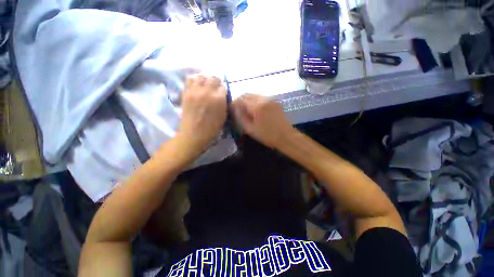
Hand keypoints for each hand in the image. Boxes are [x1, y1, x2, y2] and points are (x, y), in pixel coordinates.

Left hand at [177, 75, 226, 155]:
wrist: (193, 134)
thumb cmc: (212, 129)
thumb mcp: (223, 117)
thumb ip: (224, 104)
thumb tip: (223, 96)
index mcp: (218, 99)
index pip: (223, 87)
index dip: (224, 90)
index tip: (223, 94)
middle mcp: (207, 91)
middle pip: (213, 78)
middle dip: (217, 82)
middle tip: (216, 88)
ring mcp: (195, 91)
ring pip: (202, 76)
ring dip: (206, 79)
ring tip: (207, 85)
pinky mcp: (186, 93)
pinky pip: (190, 80)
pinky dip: (195, 80)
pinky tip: (197, 85)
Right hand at [232, 94, 293, 147]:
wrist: (285, 136)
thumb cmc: (267, 135)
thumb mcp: (250, 129)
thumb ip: (240, 117)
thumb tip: (234, 109)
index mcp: (257, 106)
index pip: (240, 99)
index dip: (234, 103)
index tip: (231, 109)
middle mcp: (263, 99)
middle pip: (247, 94)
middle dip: (240, 100)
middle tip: (238, 109)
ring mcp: (270, 99)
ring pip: (254, 95)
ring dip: (248, 100)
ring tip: (246, 110)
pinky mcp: (275, 101)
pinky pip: (261, 97)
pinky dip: (255, 101)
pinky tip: (256, 110)